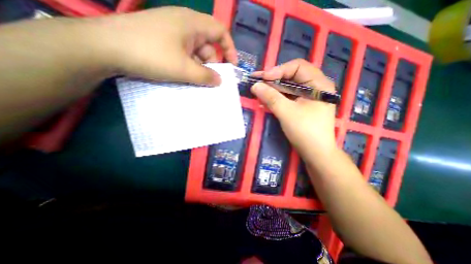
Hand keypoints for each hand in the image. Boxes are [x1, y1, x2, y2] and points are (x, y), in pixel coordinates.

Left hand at [88, 7, 237, 84]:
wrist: (105, 47)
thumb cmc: (151, 55)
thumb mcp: (184, 69)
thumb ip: (206, 76)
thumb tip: (219, 81)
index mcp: (192, 23)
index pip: (220, 32)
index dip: (230, 49)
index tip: (232, 66)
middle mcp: (185, 24)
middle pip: (208, 45)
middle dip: (211, 64)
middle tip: (209, 80)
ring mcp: (173, 32)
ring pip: (195, 52)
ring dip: (198, 67)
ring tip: (194, 80)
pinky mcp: (164, 40)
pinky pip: (184, 53)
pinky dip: (188, 65)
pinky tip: (183, 75)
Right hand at [252, 59, 336, 159]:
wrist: (316, 153)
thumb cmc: (305, 131)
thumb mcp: (286, 112)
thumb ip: (270, 97)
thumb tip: (255, 85)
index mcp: (318, 84)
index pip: (297, 66)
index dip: (278, 70)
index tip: (263, 78)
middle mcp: (315, 87)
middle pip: (292, 76)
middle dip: (273, 79)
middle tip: (257, 81)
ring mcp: (308, 97)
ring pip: (288, 87)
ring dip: (273, 89)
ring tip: (258, 91)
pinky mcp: (302, 106)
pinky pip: (288, 97)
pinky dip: (276, 98)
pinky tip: (265, 101)